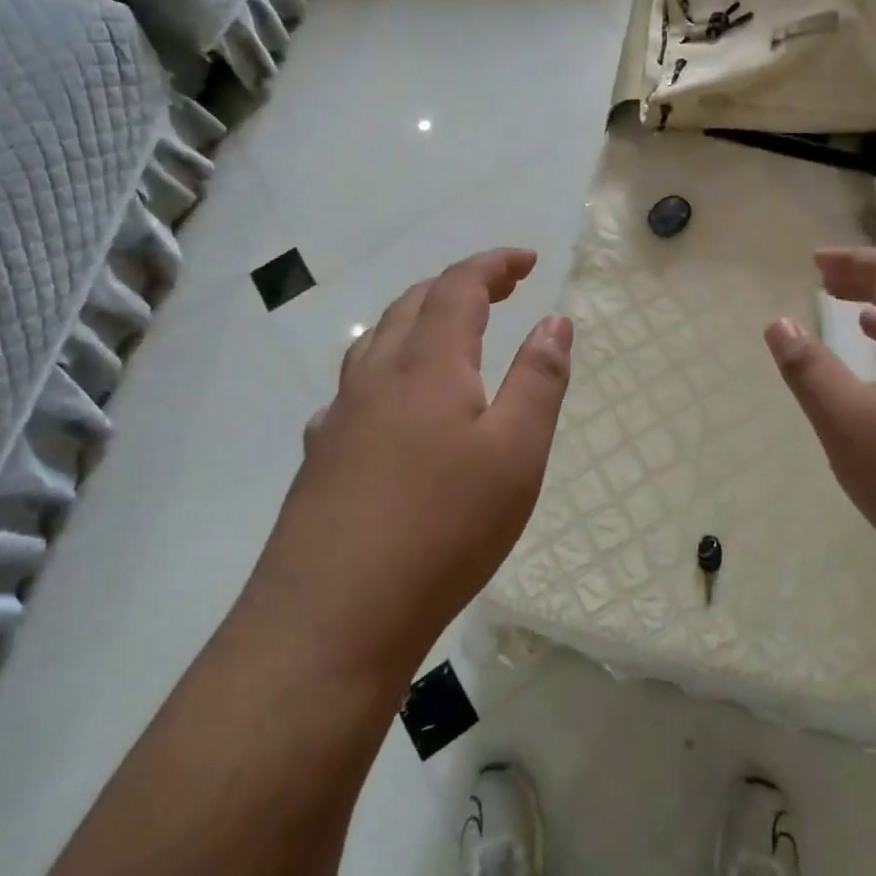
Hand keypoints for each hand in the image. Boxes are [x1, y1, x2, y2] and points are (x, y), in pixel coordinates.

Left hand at [252, 250, 572, 678]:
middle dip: (459, 285)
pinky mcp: (321, 457)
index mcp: (428, 364)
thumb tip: (553, 320)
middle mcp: (376, 376)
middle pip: (412, 304)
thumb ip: (539, 380)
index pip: (458, 287)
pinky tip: (394, 406)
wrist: (332, 617)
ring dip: (418, 319)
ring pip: (377, 342)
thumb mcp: (517, 452)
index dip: (493, 264)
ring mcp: (340, 417)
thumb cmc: (443, 526)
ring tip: (449, 332)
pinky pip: (357, 387)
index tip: (527, 259)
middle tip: (501, 289)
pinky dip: (388, 368)